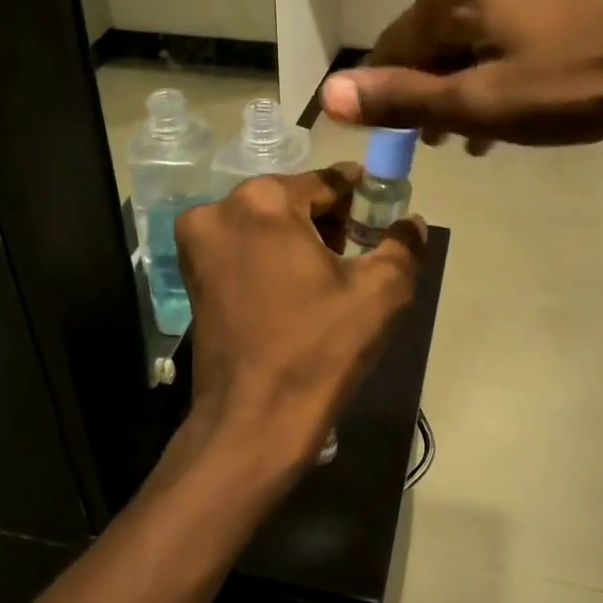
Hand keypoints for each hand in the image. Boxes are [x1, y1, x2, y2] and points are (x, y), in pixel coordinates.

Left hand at [172, 166, 427, 484]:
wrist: (254, 421)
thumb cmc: (319, 349)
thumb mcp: (380, 292)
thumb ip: (403, 245)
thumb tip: (411, 222)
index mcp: (263, 201)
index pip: (325, 182)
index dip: (360, 194)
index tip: (381, 206)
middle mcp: (219, 210)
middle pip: (291, 200)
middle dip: (328, 219)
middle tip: (360, 248)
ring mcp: (198, 244)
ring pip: (264, 224)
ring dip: (299, 238)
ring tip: (332, 273)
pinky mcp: (191, 276)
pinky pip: (243, 249)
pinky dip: (271, 257)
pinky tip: (298, 288)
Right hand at [319, 0, 602, 147]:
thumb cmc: (571, 84)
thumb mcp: (479, 104)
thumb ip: (402, 99)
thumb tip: (328, 94)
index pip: (394, 46)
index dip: (387, 96)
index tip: (397, 139)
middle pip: (434, 38)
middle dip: (433, 91)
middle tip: (444, 143)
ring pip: (473, 35)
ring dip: (467, 83)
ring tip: (478, 134)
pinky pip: (509, 26)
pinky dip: (500, 63)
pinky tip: (515, 100)